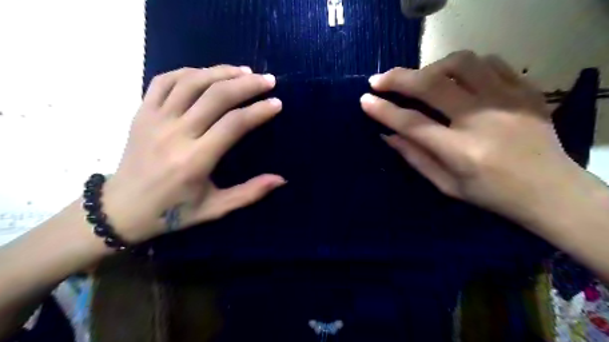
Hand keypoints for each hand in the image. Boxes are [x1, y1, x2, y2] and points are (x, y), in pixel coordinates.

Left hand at [103, 66, 286, 242]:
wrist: (122, 208)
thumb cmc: (173, 211)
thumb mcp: (215, 208)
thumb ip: (250, 193)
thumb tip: (282, 179)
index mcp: (195, 160)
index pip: (234, 124)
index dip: (258, 111)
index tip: (277, 103)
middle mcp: (175, 134)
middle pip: (216, 96)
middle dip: (246, 84)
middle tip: (268, 80)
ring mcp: (155, 119)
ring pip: (191, 82)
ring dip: (221, 72)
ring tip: (244, 71)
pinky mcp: (142, 112)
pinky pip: (165, 81)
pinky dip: (189, 72)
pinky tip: (207, 73)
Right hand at [361, 50, 584, 224]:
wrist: (551, 191)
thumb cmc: (492, 195)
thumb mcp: (447, 185)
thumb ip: (415, 158)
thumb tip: (387, 135)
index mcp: (461, 151)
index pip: (412, 123)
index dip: (384, 111)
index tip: (365, 100)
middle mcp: (483, 120)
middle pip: (432, 85)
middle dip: (398, 79)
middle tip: (378, 80)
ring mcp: (508, 101)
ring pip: (462, 63)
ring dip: (431, 67)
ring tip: (420, 78)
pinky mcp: (526, 91)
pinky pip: (491, 63)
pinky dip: (465, 65)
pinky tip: (455, 77)